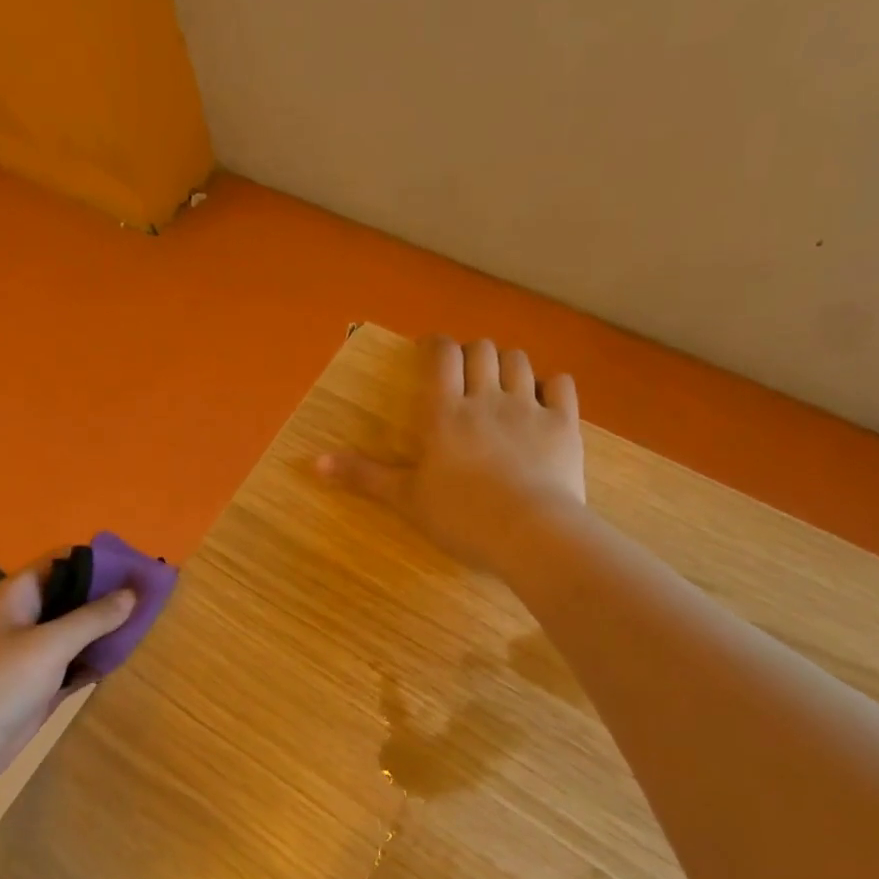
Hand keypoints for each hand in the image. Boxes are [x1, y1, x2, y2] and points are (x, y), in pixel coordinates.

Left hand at [0, 552, 135, 795]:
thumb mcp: (49, 644)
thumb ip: (92, 617)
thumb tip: (132, 593)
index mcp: (21, 593)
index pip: (66, 560)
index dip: (103, 560)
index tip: (141, 567)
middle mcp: (28, 616)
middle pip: (76, 595)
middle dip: (112, 594)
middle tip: (156, 597)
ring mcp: (35, 652)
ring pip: (79, 630)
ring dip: (109, 628)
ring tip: (153, 623)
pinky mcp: (42, 684)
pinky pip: (78, 662)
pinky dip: (100, 659)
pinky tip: (130, 657)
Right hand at [318, 335, 585, 576]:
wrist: (529, 533)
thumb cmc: (460, 517)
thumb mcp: (405, 499)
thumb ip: (364, 476)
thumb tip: (315, 462)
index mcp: (444, 413)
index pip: (441, 357)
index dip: (436, 345)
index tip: (431, 350)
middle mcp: (486, 398)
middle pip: (482, 350)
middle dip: (472, 353)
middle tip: (465, 373)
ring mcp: (528, 408)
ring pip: (519, 361)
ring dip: (507, 364)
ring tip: (500, 383)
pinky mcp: (563, 424)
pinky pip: (561, 384)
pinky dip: (550, 384)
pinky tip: (542, 398)